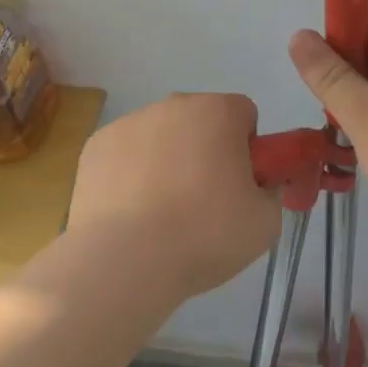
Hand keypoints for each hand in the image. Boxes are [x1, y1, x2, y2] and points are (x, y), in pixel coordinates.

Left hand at [66, 94, 280, 302]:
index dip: (248, 149)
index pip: (244, 114)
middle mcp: (174, 104)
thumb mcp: (265, 223)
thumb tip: (258, 186)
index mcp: (218, 111)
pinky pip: (126, 154)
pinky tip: (130, 214)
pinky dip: (131, 175)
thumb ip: (270, 192)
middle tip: (205, 204)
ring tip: (163, 216)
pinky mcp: (97, 145)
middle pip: (201, 121)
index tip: (240, 185)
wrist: (124, 261)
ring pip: (162, 136)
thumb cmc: (204, 235)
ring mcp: (131, 122)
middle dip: (207, 151)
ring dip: (168, 161)